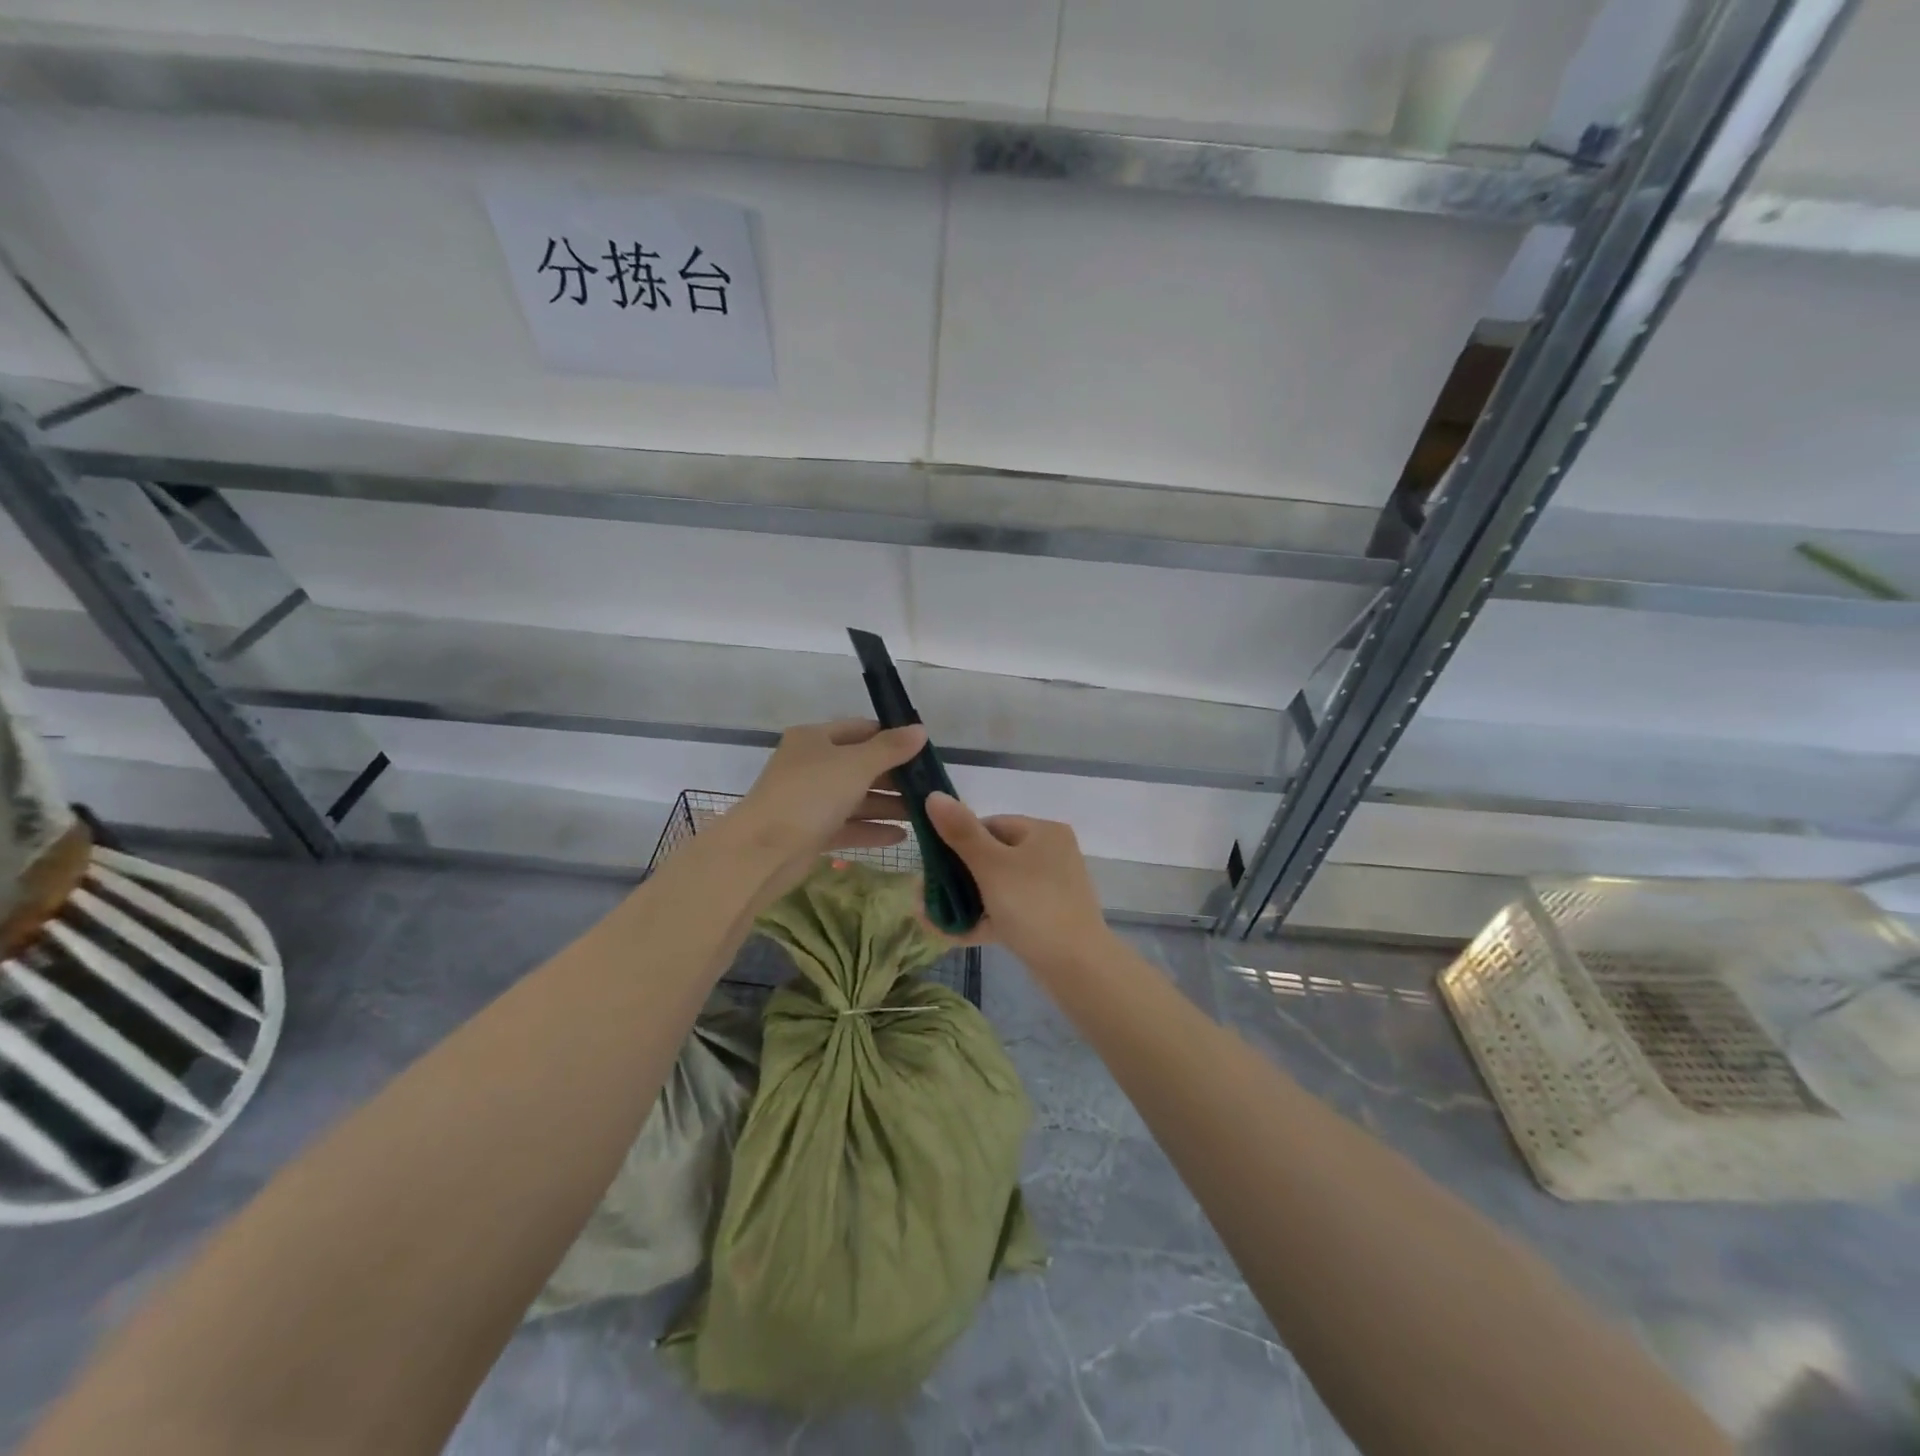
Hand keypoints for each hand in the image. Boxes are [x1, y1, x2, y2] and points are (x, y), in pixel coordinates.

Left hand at [723, 719, 925, 903]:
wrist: (762, 851)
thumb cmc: (810, 795)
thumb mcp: (856, 765)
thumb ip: (891, 749)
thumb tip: (921, 730)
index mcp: (815, 739)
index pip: (862, 730)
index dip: (893, 738)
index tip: (925, 752)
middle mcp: (812, 766)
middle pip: (861, 766)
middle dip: (895, 777)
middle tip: (931, 787)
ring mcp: (811, 801)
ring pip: (857, 798)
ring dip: (889, 805)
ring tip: (924, 814)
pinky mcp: (812, 833)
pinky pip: (849, 826)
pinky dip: (873, 829)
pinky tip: (902, 836)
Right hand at [923, 792, 1113, 974]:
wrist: (1078, 968)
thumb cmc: (1033, 906)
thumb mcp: (992, 866)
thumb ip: (961, 832)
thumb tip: (933, 795)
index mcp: (1042, 832)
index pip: (990, 825)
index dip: (958, 841)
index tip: (932, 863)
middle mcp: (1049, 854)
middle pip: (991, 857)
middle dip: (955, 877)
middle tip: (925, 894)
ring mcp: (1048, 889)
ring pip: (996, 887)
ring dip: (963, 900)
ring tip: (928, 915)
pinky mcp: (1044, 919)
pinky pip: (1006, 911)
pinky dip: (981, 919)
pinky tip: (948, 932)